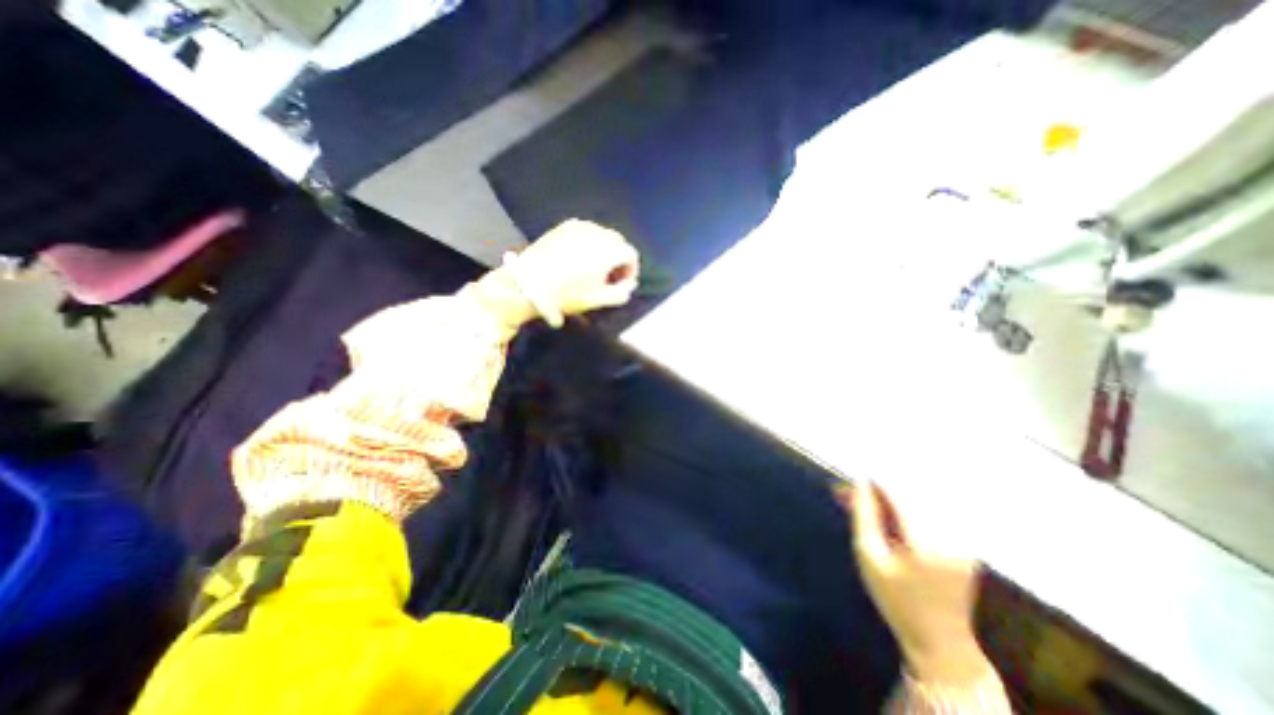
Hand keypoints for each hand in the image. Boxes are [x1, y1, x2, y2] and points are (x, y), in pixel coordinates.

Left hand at [511, 217, 641, 320]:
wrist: (526, 284)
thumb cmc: (565, 295)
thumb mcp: (597, 300)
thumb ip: (621, 292)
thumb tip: (631, 284)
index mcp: (607, 251)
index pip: (631, 254)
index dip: (631, 270)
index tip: (622, 283)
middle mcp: (596, 233)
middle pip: (618, 242)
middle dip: (619, 259)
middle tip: (610, 277)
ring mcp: (579, 227)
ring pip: (602, 235)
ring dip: (605, 250)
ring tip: (595, 268)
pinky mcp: (564, 226)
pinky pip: (586, 231)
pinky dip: (590, 243)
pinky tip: (580, 259)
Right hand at [839, 481, 993, 686]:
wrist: (940, 640)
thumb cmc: (895, 599)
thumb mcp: (869, 557)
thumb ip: (864, 516)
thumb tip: (860, 482)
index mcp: (927, 542)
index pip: (899, 493)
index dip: (874, 480)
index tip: (851, 478)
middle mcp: (952, 534)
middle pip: (910, 492)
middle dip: (878, 487)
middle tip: (848, 492)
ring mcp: (963, 537)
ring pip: (919, 498)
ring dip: (889, 495)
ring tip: (862, 502)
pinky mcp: (963, 539)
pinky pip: (929, 509)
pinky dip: (904, 505)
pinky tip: (884, 512)